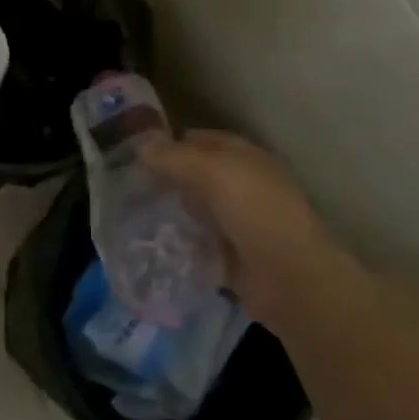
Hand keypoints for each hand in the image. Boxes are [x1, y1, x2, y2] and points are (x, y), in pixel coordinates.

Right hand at [140, 129, 363, 329]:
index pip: (198, 139)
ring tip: (132, 214)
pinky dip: (181, 243)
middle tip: (128, 185)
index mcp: (242, 156)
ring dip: (172, 211)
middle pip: (196, 175)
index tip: (135, 153)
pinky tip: (153, 243)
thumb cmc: (255, 210)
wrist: (291, 279)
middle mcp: (241, 184)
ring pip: (196, 209)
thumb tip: (140, 148)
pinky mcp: (232, 257)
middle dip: (167, 178)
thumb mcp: (212, 171)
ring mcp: (238, 222)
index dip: (169, 142)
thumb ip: (174, 157)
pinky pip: (199, 243)